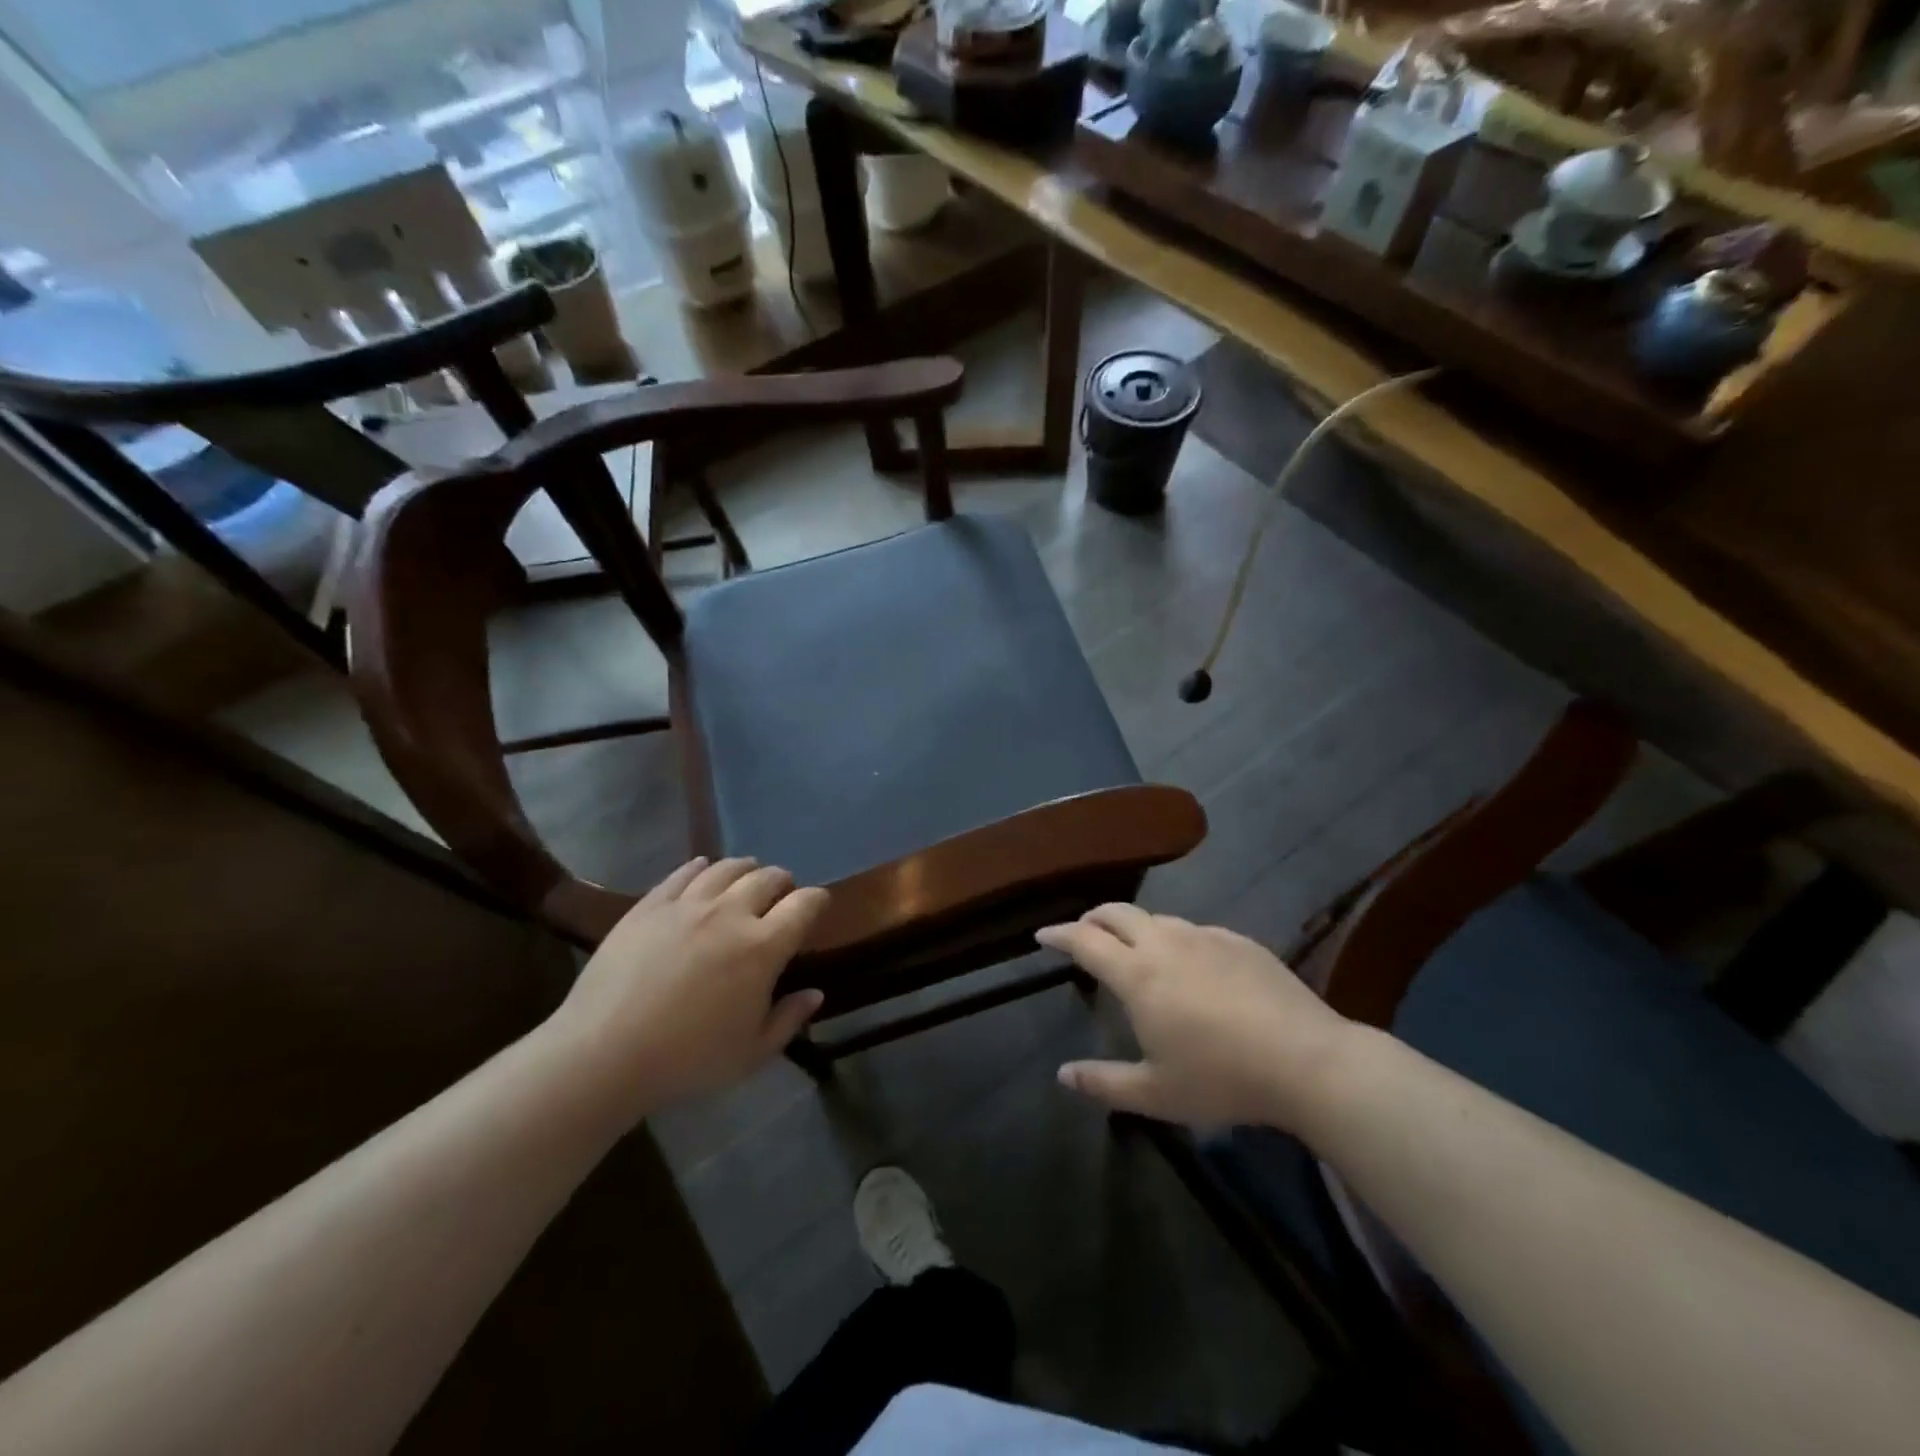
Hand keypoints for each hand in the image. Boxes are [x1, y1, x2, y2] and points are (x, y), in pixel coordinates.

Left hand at [549, 857, 828, 1120]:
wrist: (604, 1052)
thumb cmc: (687, 1059)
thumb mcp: (751, 1053)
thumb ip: (789, 1019)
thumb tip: (814, 994)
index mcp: (763, 947)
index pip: (805, 904)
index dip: (818, 900)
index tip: (818, 906)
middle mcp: (731, 913)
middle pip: (768, 878)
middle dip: (783, 882)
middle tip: (782, 895)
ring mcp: (688, 904)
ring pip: (728, 868)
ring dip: (747, 869)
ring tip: (747, 878)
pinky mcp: (651, 904)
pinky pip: (684, 873)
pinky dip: (701, 868)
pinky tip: (703, 870)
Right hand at [1038, 904, 1355, 1130]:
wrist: (1308, 1061)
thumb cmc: (1222, 1078)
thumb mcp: (1156, 1094)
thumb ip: (1104, 1083)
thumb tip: (1063, 1075)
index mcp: (1138, 974)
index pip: (1085, 940)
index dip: (1060, 934)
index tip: (1043, 935)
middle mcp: (1166, 943)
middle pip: (1118, 913)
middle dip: (1093, 919)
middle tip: (1083, 934)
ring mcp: (1206, 937)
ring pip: (1157, 918)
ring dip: (1134, 927)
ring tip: (1134, 949)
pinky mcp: (1240, 941)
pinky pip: (1195, 930)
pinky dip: (1175, 938)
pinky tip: (1190, 963)